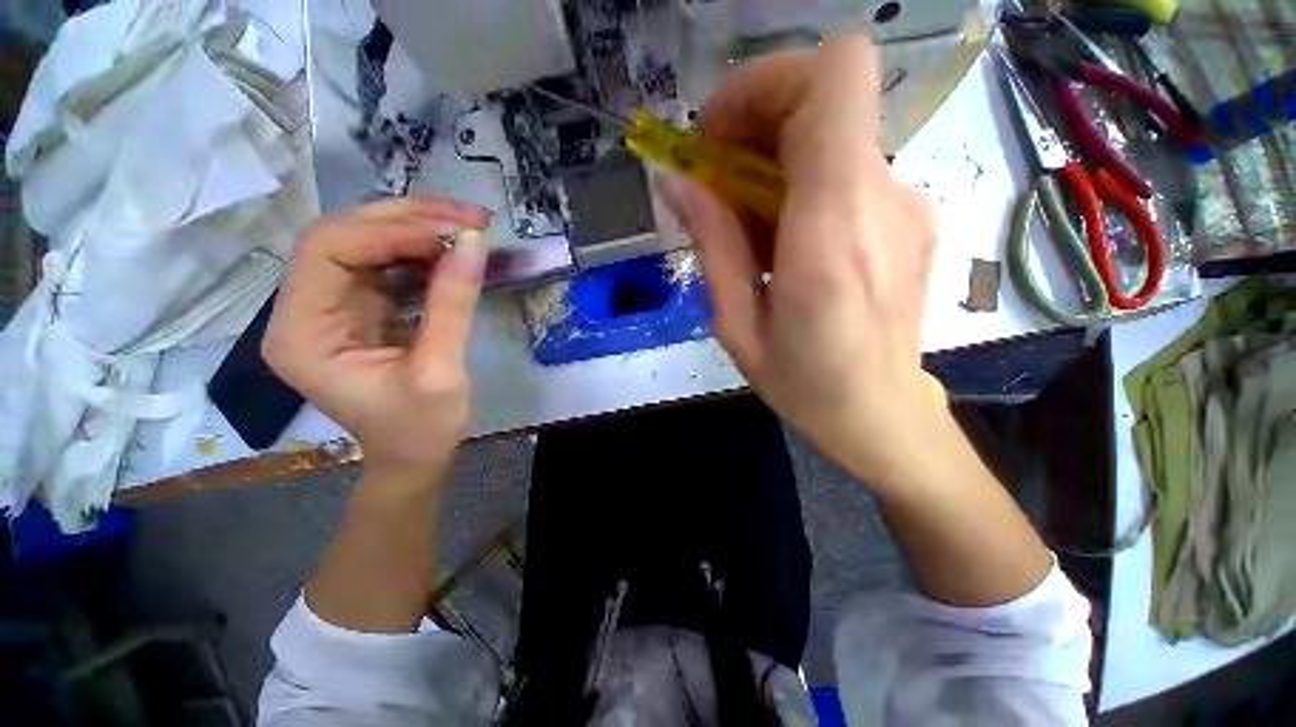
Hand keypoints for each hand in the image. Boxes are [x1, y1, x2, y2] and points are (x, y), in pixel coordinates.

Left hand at [262, 197, 490, 479]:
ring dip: (419, 228)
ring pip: (366, 241)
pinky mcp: (361, 307)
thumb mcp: (440, 371)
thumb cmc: (421, 428)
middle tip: (470, 219)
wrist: (415, 454)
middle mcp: (303, 309)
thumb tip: (475, 244)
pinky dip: (425, 250)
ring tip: (471, 227)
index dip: (389, 232)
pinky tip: (456, 251)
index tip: (455, 235)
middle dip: (408, 219)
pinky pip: (387, 262)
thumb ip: (453, 305)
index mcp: (302, 333)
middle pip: (343, 235)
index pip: (326, 250)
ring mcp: (332, 305)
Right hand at [661, 36, 945, 487]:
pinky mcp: (909, 216)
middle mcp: (882, 200)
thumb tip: (676, 182)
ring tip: (746, 216)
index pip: (833, 78)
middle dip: (759, 115)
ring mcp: (905, 204)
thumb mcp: (737, 325)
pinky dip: (804, 179)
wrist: (881, 411)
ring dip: (777, 153)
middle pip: (830, 92)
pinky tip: (784, 233)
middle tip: (717, 174)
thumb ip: (713, 245)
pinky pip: (849, 167)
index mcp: (832, 231)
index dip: (768, 82)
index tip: (719, 133)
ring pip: (836, 130)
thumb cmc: (803, 383)